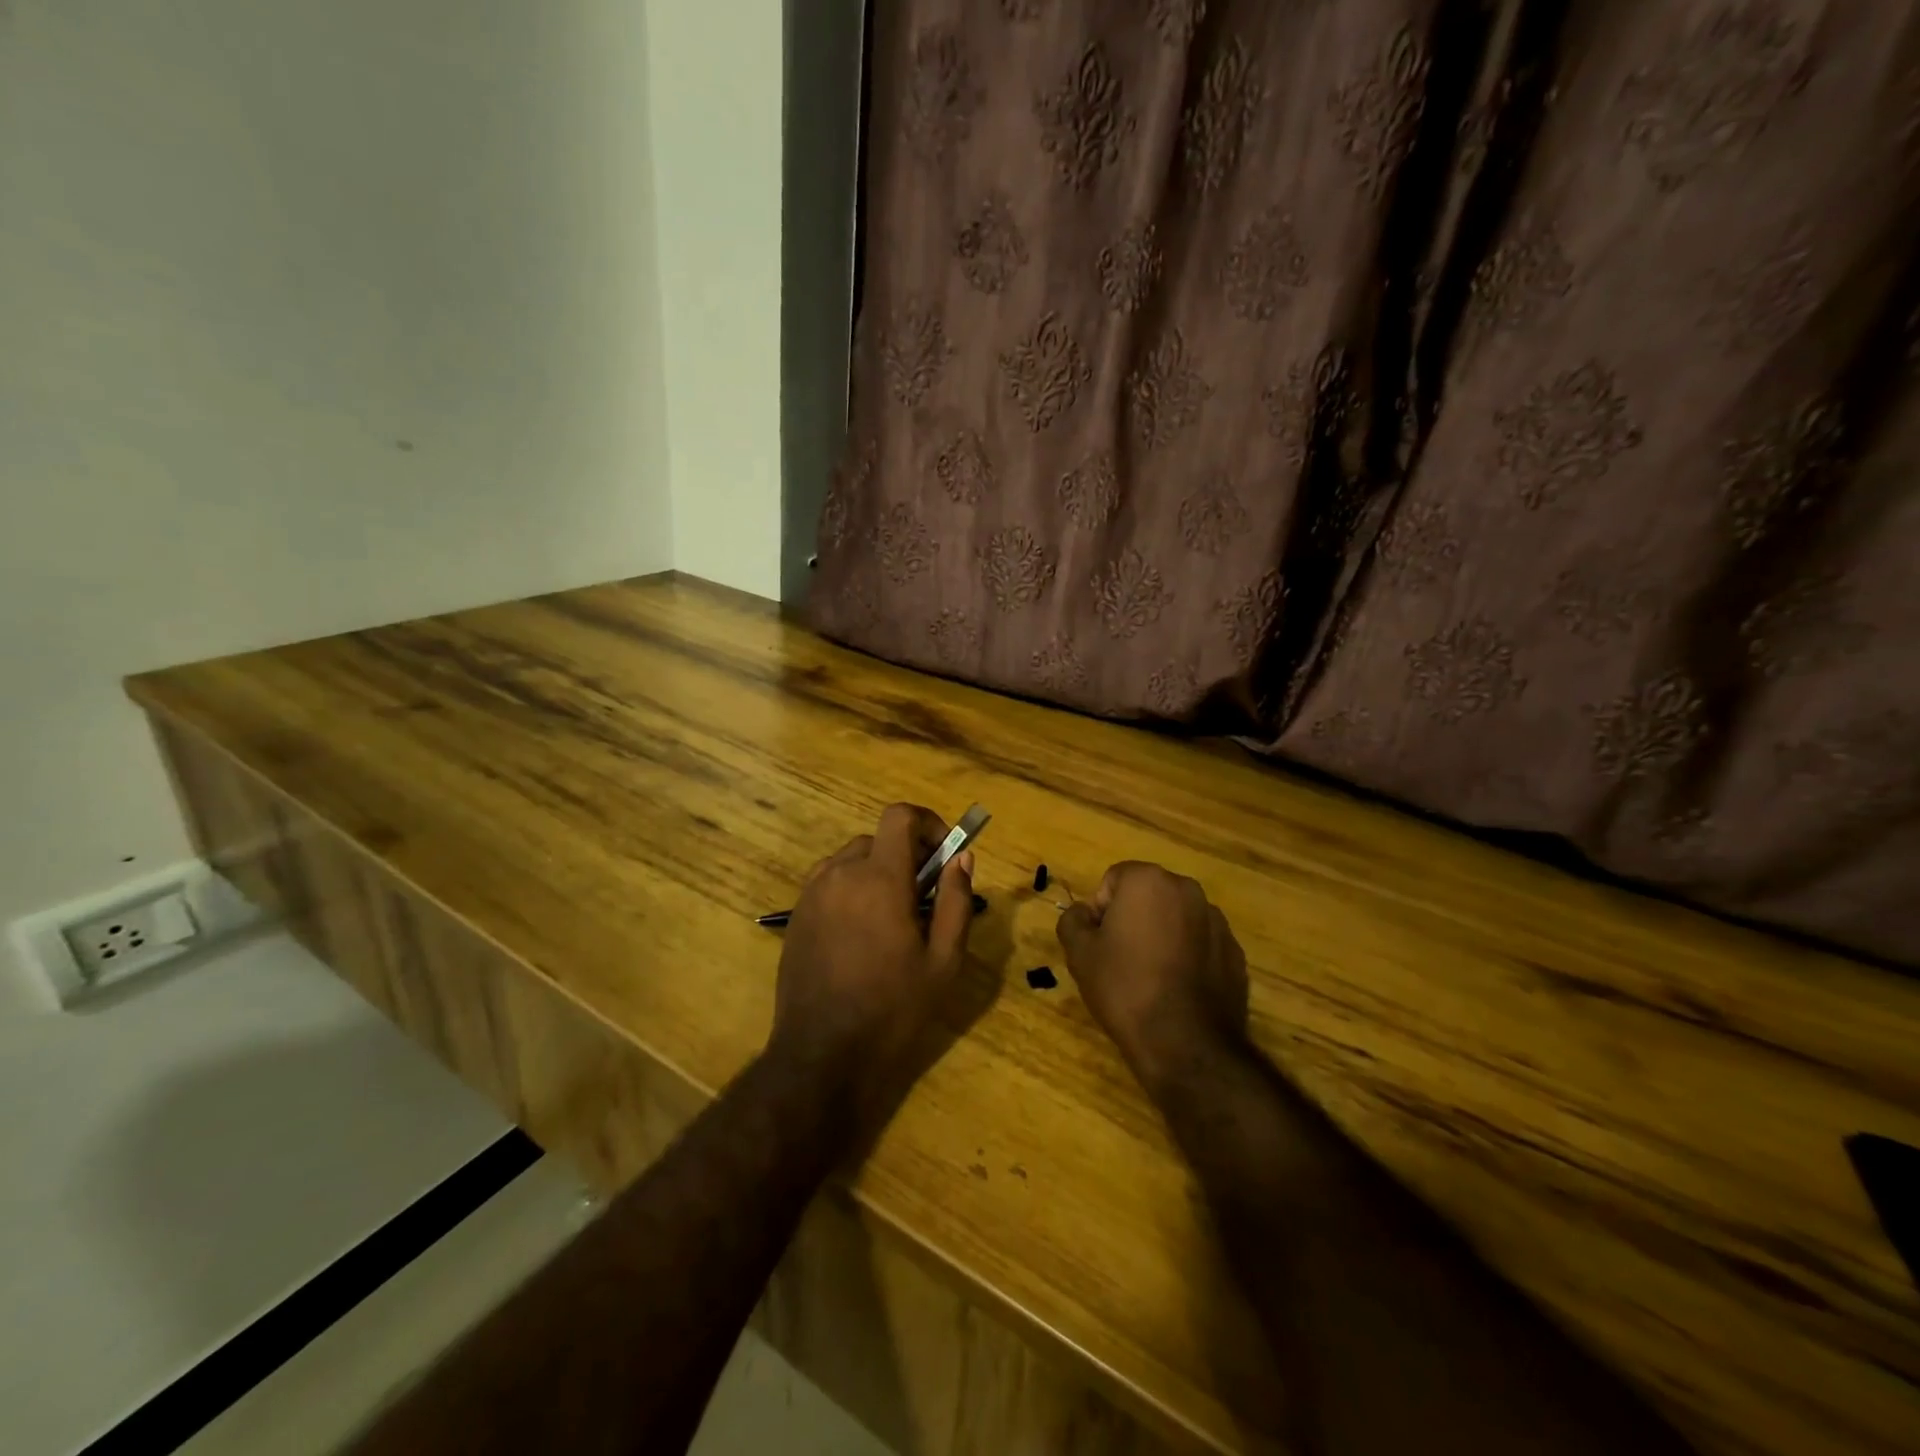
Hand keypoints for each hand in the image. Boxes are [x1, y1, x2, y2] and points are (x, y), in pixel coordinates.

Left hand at [770, 804, 975, 1120]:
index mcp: (879, 879)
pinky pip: (830, 882)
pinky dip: (852, 889)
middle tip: (925, 897)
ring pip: (852, 859)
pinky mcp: (797, 916)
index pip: (900, 816)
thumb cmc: (892, 1009)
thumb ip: (956, 902)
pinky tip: (862, 933)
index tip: (945, 853)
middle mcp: (840, 874)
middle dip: (907, 855)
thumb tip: (962, 858)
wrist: (821, 1055)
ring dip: (878, 871)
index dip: (928, 823)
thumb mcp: (943, 961)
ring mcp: (812, 894)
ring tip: (893, 918)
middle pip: (878, 839)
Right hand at [1056, 862, 1249, 1094]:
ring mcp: (1217, 921)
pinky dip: (1187, 956)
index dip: (1101, 910)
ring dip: (1162, 935)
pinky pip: (1200, 944)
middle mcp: (1188, 890)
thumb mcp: (1079, 953)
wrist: (1185, 1044)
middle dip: (1133, 918)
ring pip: (1176, 918)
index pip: (1114, 879)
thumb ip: (1073, 920)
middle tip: (1120, 958)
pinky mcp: (1235, 953)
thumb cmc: (1125, 988)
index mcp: (1149, 881)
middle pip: (1148, 895)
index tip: (1099, 943)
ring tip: (1150, 977)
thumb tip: (1083, 913)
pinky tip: (1176, 989)